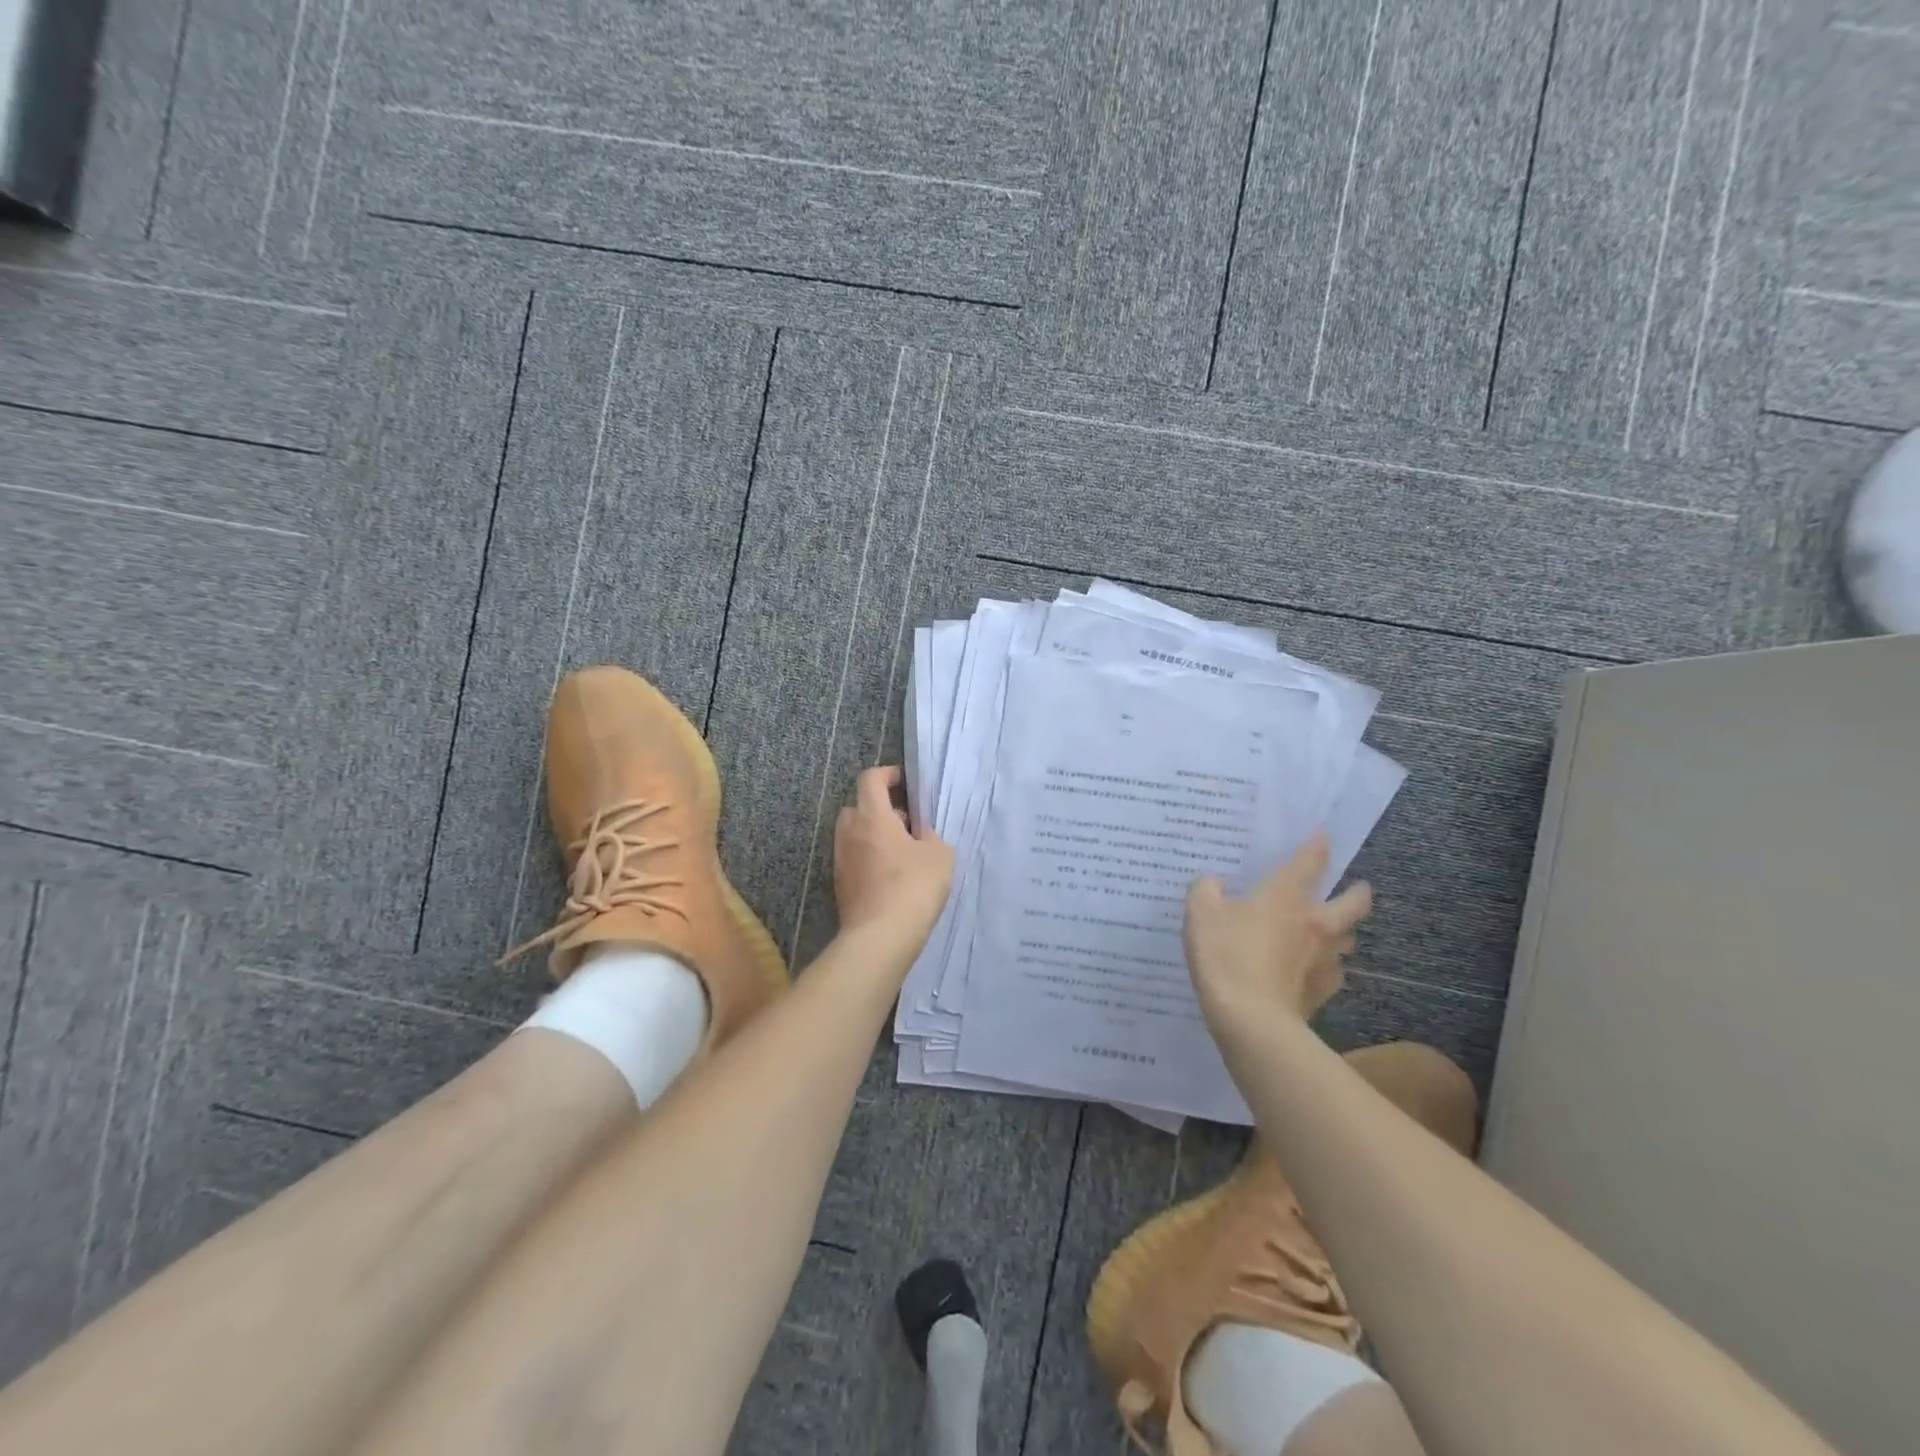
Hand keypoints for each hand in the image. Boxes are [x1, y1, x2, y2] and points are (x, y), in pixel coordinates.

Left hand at [833, 766, 953, 946]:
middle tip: (907, 824)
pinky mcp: (840, 885)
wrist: (879, 938)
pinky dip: (870, 860)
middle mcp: (849, 833)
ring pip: (855, 835)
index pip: (870, 779)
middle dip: (881, 809)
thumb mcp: (939, 854)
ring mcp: (840, 860)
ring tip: (903, 854)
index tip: (905, 782)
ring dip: (874, 836)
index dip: (888, 774)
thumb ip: (929, 836)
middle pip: (859, 806)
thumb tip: (918, 836)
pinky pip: (855, 860)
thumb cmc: (912, 887)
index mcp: (872, 816)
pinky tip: (892, 878)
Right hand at [1184, 834, 1372, 1042]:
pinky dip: (1327, 969)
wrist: (1250, 1017)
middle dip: (1357, 893)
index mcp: (1287, 895)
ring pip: (1348, 940)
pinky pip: (1333, 975)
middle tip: (1353, 889)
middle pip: (1354, 903)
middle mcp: (1315, 923)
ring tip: (1328, 932)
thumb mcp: (1200, 913)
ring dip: (1342, 933)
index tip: (1324, 834)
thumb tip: (1212, 883)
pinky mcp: (1322, 992)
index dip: (1318, 845)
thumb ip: (1205, 890)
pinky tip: (1311, 971)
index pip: (1311, 860)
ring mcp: (1324, 960)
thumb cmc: (1226, 954)